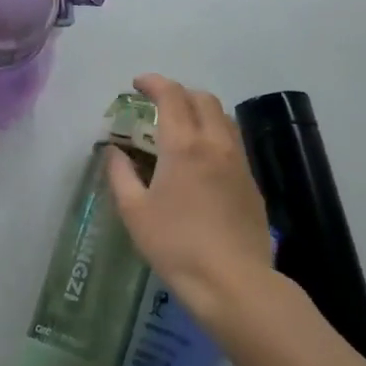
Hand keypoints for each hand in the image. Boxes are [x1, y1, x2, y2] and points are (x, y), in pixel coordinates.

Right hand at [108, 74, 273, 323]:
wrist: (234, 283)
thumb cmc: (176, 245)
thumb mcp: (135, 212)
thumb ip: (121, 175)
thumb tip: (114, 151)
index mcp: (183, 145)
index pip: (172, 95)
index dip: (154, 83)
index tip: (137, 84)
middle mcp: (215, 144)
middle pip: (202, 99)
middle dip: (179, 93)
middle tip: (158, 105)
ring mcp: (239, 163)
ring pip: (223, 118)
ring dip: (200, 110)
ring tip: (181, 127)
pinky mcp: (252, 183)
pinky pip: (233, 142)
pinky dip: (214, 134)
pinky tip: (202, 159)